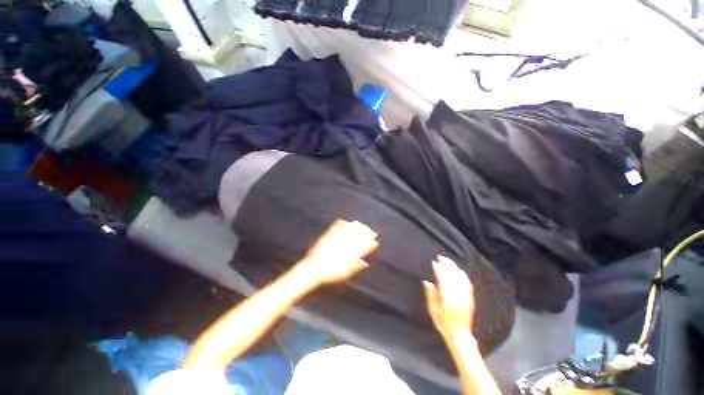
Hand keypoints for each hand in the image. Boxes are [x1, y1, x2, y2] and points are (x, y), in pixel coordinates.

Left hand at [296, 220, 378, 286]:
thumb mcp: (344, 273)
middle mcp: (343, 245)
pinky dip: (341, 224)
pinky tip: (344, 221)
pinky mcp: (327, 237)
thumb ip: (355, 267)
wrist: (313, 269)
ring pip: (348, 231)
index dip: (370, 244)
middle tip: (370, 231)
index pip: (363, 247)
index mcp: (349, 255)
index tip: (375, 241)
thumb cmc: (329, 274)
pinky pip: (336, 227)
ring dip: (356, 227)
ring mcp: (335, 240)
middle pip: (357, 237)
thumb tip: (365, 263)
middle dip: (365, 233)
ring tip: (360, 224)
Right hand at [423, 255, 475, 342]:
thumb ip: (431, 295)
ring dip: (455, 268)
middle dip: (447, 265)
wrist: (460, 336)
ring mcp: (466, 297)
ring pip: (461, 278)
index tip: (434, 263)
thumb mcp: (433, 311)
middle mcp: (458, 296)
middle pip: (453, 277)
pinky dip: (462, 274)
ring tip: (448, 261)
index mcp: (448, 300)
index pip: (444, 280)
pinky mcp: (470, 298)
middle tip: (441, 257)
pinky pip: (467, 283)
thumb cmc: (444, 323)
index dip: (439, 270)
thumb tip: (427, 282)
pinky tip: (458, 270)